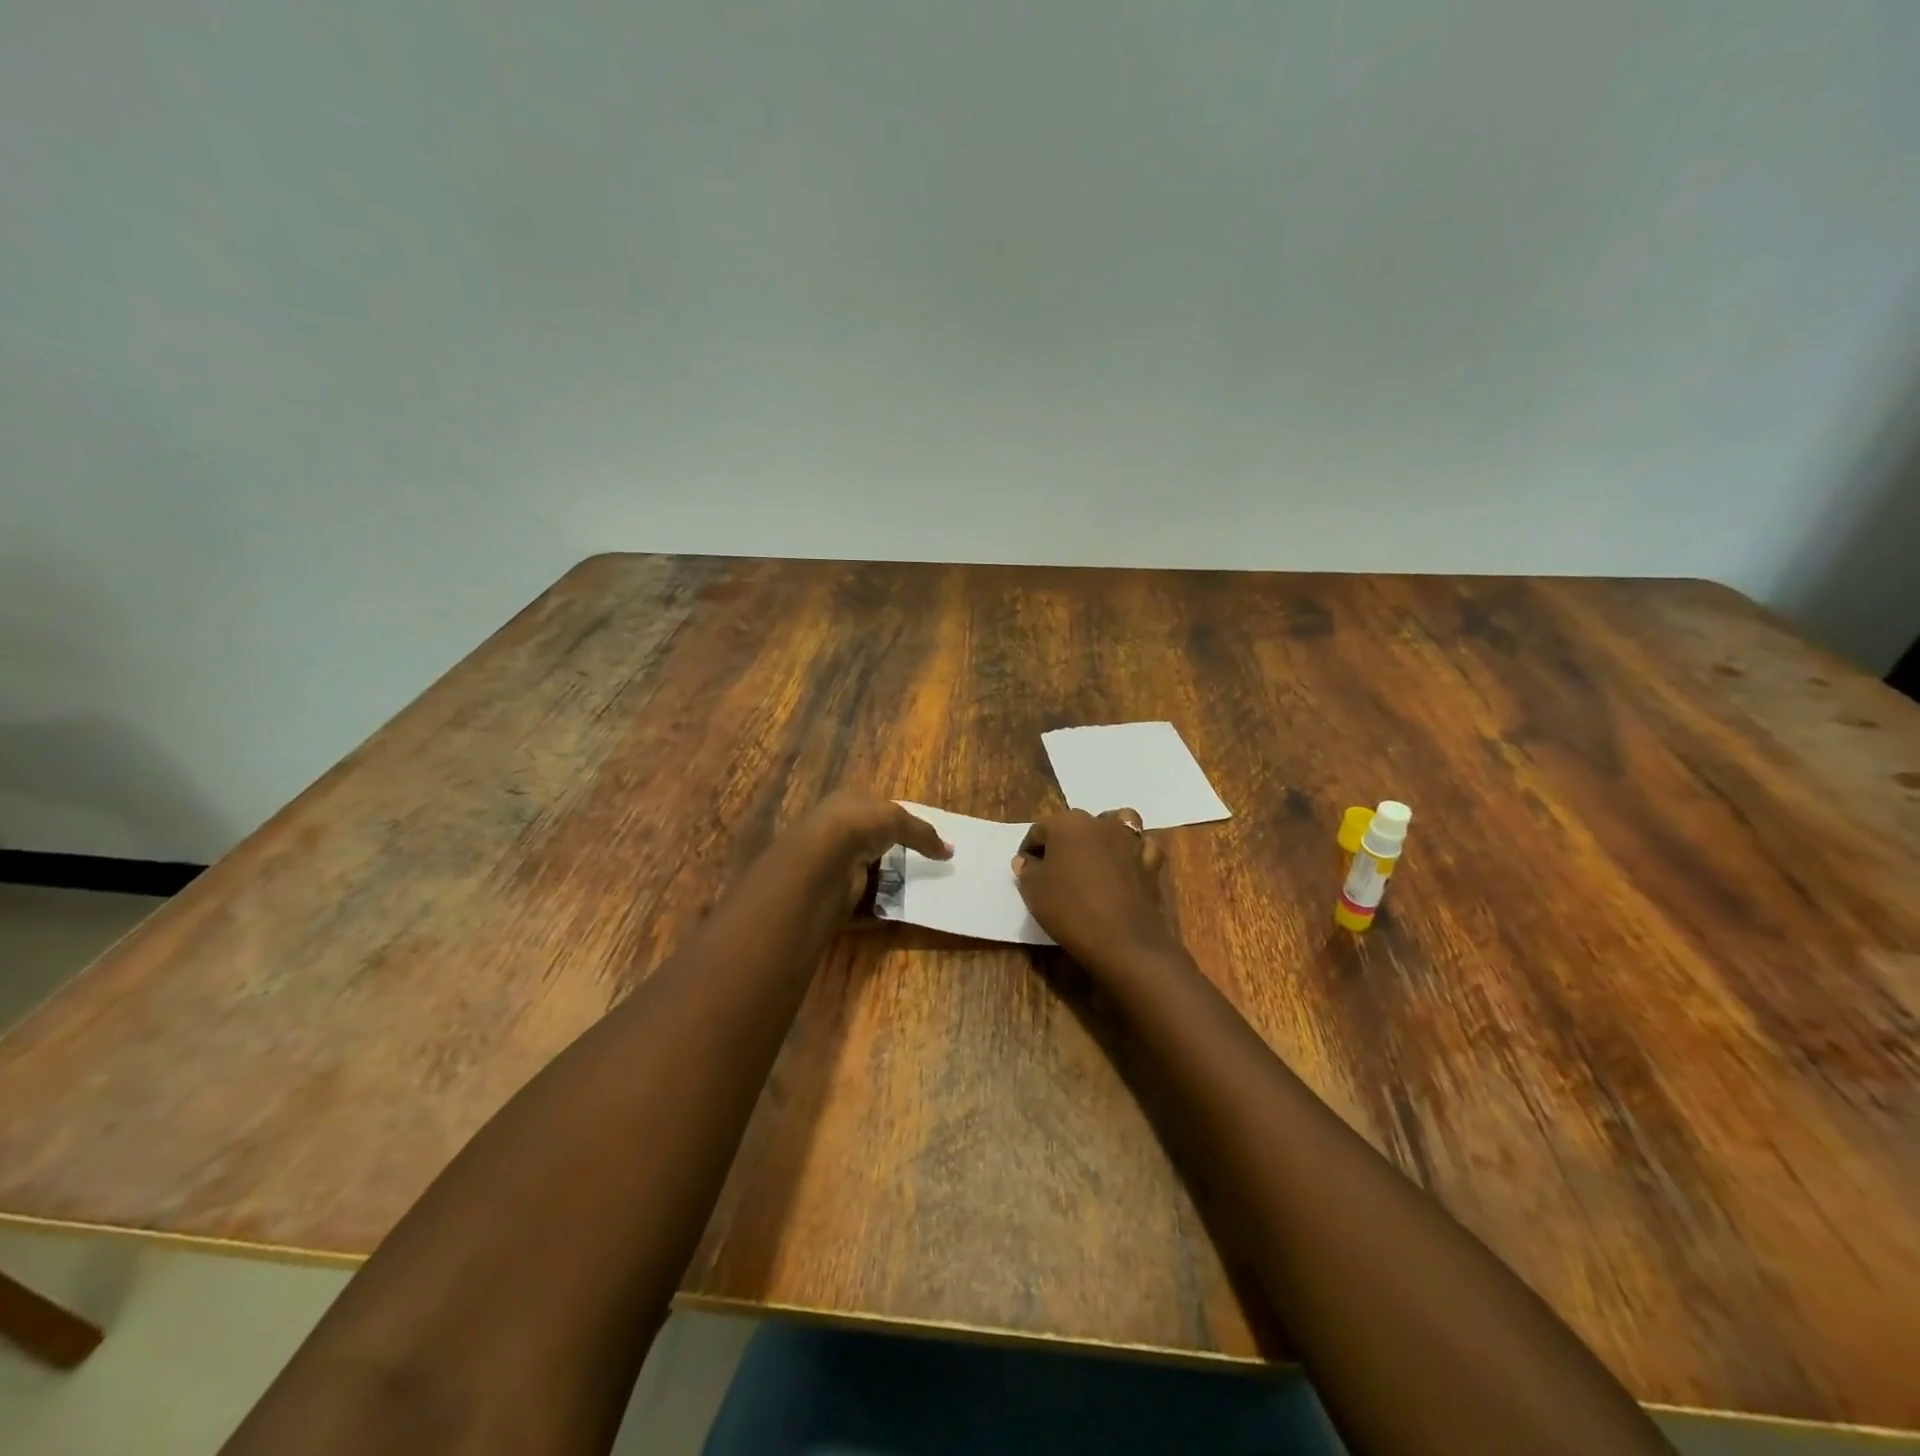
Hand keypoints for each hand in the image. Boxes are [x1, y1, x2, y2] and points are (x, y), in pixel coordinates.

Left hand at [790, 792, 952, 910]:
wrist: (822, 859)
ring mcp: (833, 864)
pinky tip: (899, 911)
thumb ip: (923, 834)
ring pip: (868, 874)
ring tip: (918, 891)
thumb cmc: (858, 826)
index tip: (923, 841)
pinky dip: (879, 907)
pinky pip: (862, 903)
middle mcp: (837, 832)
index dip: (899, 824)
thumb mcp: (896, 819)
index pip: (876, 812)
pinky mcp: (833, 894)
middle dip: (895, 856)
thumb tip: (950, 851)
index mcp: (847, 805)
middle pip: (873, 844)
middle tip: (925, 869)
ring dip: (888, 883)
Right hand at [1012, 808, 1180, 971]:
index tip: (1026, 871)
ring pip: (1116, 824)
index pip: (1039, 831)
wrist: (1121, 940)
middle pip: (1075, 825)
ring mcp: (1129, 841)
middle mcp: (1099, 823)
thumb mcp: (1033, 890)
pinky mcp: (1151, 862)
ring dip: (1104, 834)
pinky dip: (1135, 851)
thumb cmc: (1069, 908)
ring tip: (1095, 855)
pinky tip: (1127, 864)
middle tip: (1055, 869)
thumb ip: (1027, 870)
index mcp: (1066, 823)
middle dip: (1063, 842)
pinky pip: (1142, 847)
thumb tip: (1026, 860)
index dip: (1029, 851)